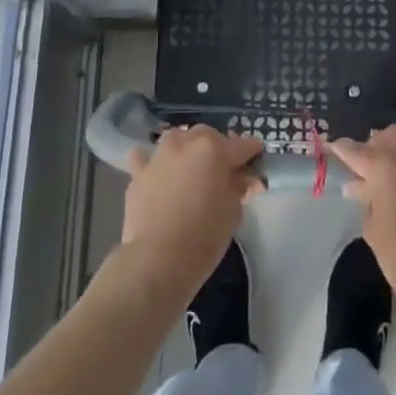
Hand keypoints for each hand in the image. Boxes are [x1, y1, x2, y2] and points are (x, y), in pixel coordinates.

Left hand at [121, 126, 263, 301]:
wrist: (158, 258)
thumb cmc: (205, 236)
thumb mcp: (233, 212)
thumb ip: (238, 188)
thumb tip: (244, 179)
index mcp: (215, 149)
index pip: (242, 145)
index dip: (252, 154)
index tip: (257, 162)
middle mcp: (186, 143)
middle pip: (207, 136)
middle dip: (217, 148)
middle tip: (223, 171)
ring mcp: (159, 156)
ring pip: (176, 139)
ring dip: (186, 149)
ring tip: (190, 169)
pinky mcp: (138, 173)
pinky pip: (145, 158)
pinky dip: (152, 163)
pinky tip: (157, 175)